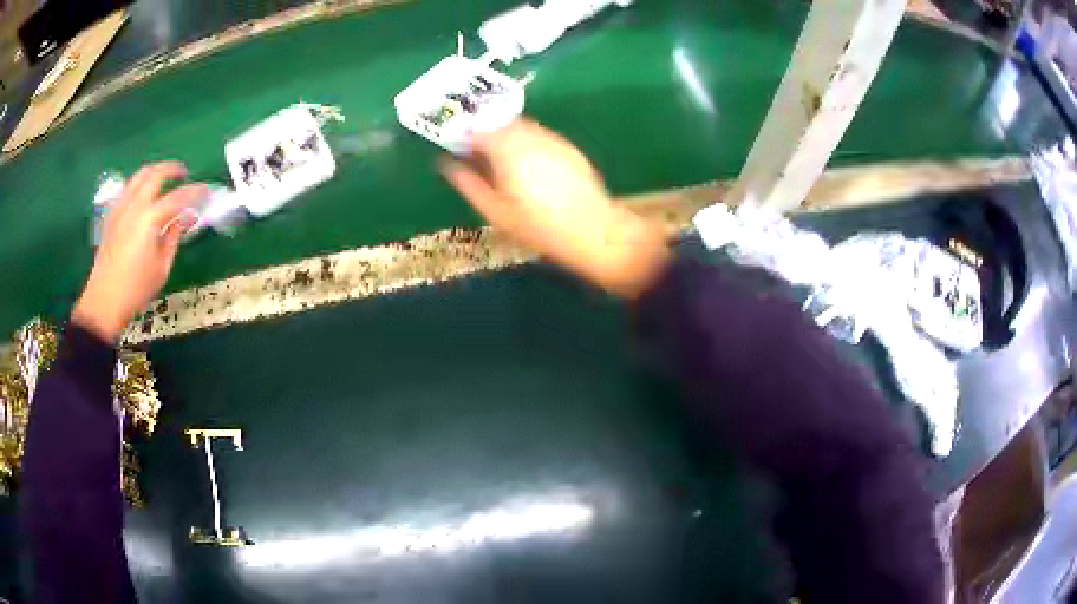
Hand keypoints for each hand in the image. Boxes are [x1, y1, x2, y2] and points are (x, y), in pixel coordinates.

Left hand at [73, 162, 206, 343]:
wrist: (104, 302)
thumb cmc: (136, 290)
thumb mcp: (161, 267)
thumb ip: (175, 237)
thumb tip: (188, 218)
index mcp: (149, 219)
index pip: (178, 196)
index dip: (195, 191)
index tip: (207, 191)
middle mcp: (134, 206)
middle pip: (155, 174)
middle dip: (172, 169)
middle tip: (184, 173)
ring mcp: (120, 208)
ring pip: (139, 176)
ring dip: (155, 171)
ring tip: (164, 178)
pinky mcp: (112, 216)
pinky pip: (128, 189)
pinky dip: (139, 184)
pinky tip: (144, 195)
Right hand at [441, 118, 669, 297]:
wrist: (593, 231)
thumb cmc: (538, 227)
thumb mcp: (495, 211)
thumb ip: (468, 184)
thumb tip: (447, 164)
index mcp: (506, 149)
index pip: (477, 129)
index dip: (464, 137)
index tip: (457, 150)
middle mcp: (529, 136)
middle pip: (499, 123)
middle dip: (486, 135)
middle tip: (478, 156)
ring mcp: (551, 139)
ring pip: (520, 127)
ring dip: (506, 138)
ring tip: (503, 164)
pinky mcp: (567, 147)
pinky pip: (539, 136)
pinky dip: (527, 144)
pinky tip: (530, 168)